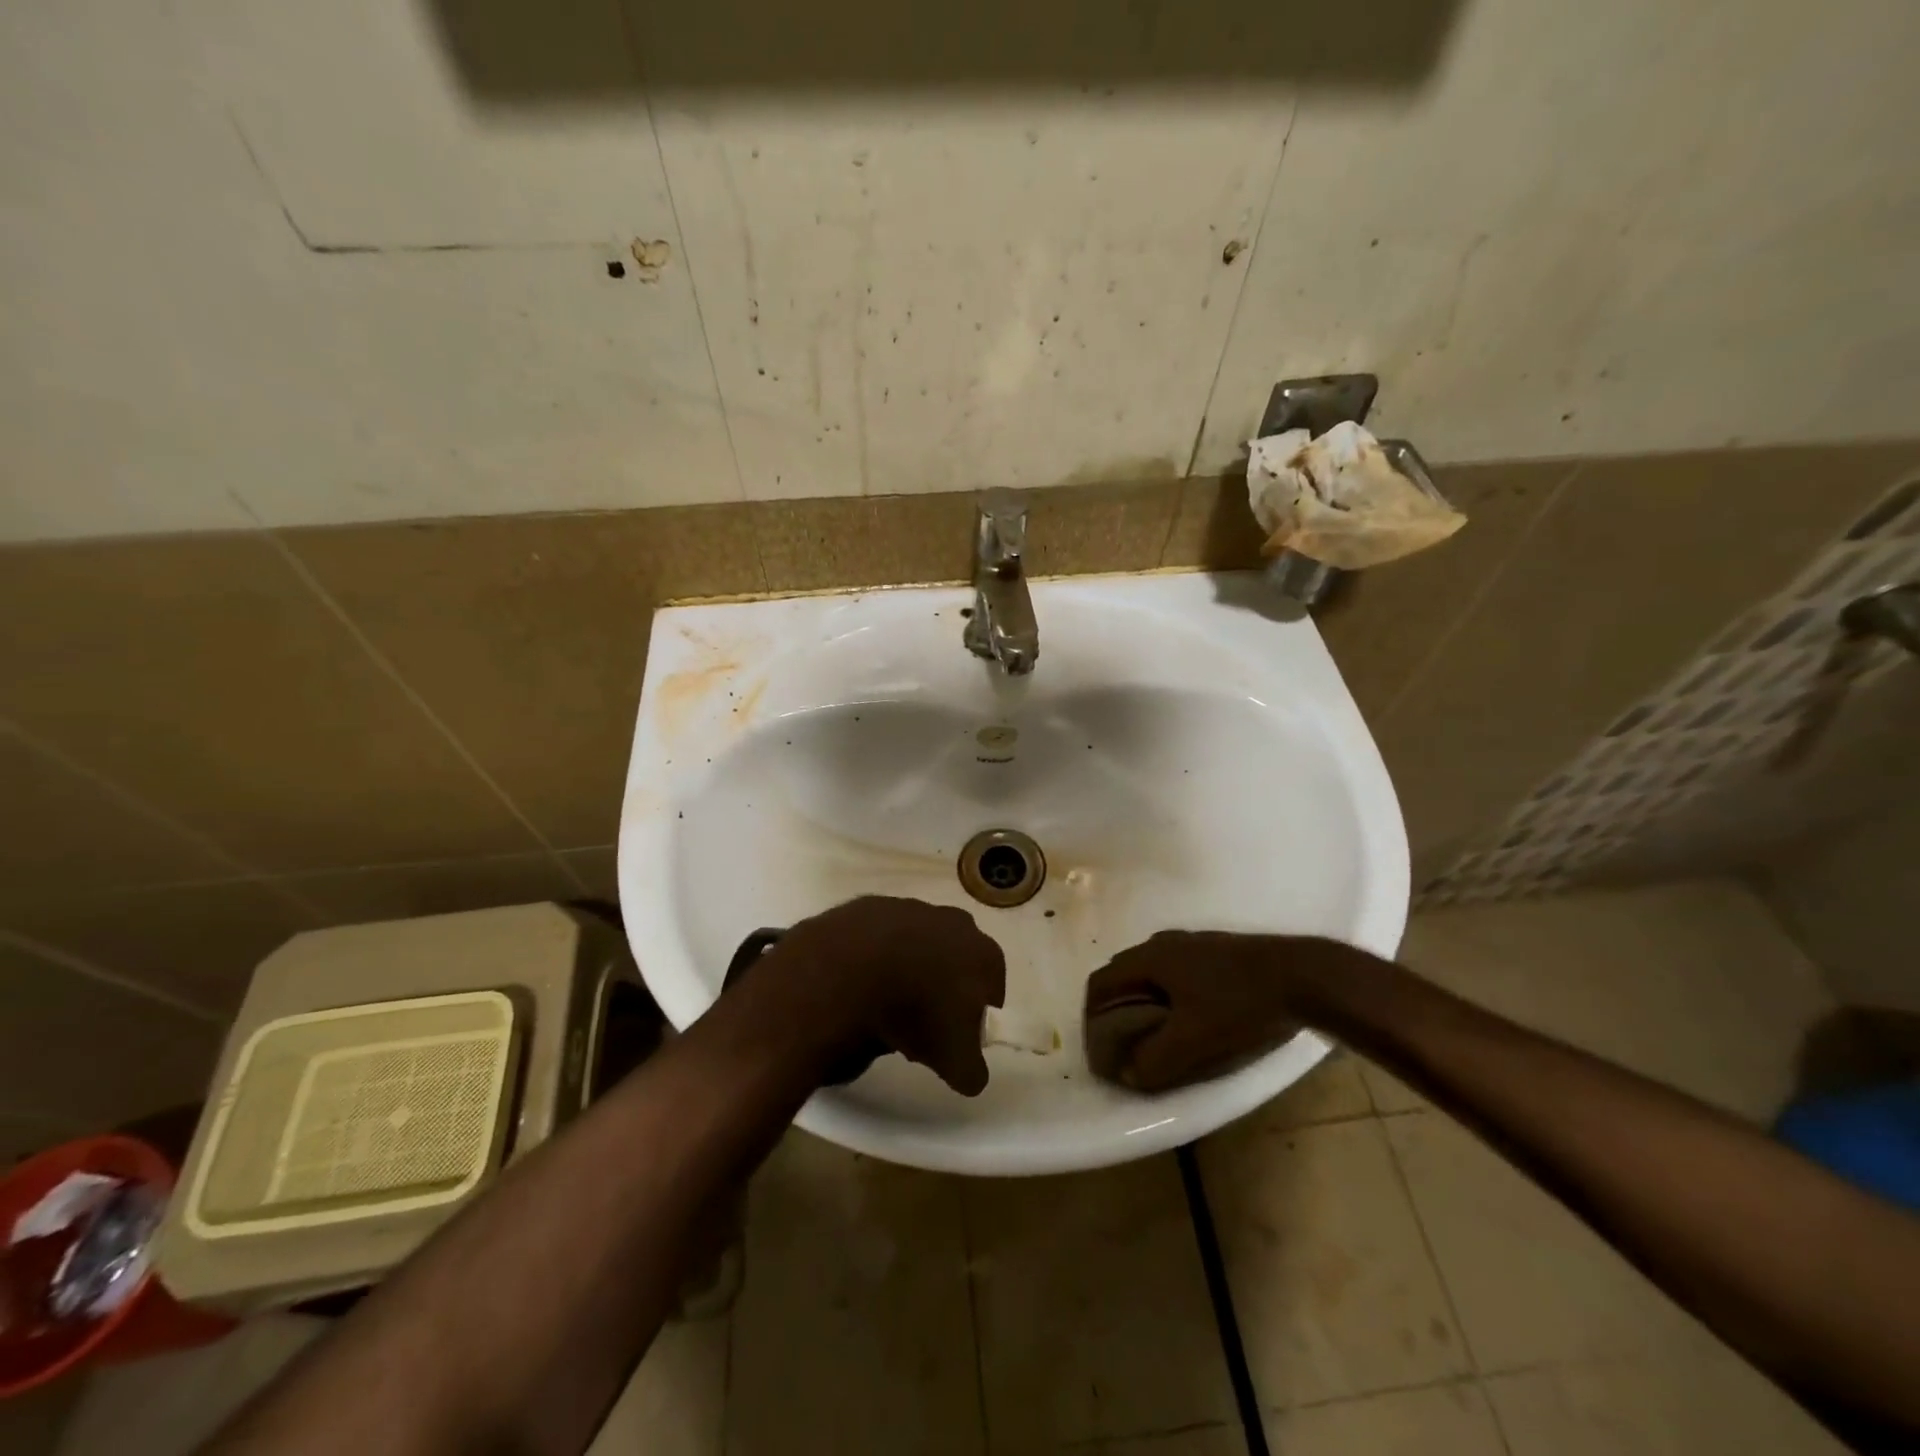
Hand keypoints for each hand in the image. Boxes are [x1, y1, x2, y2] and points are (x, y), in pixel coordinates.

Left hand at [755, 897, 1005, 1095]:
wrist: (850, 970)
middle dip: (941, 990)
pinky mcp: (873, 906)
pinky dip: (874, 958)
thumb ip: (972, 1071)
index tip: (952, 1037)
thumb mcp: (954, 1062)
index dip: (974, 1015)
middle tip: (918, 1025)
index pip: (991, 988)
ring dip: (907, 971)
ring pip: (917, 946)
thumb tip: (971, 1075)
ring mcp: (912, 908)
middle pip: (954, 962)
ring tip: (884, 1006)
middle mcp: (955, 923)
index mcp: (984, 954)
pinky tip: (860, 982)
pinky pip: (880, 938)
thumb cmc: (916, 1013)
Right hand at [1083, 931, 1377, 1092]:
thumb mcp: (1194, 1042)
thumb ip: (1154, 1061)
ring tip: (1156, 1034)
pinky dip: (1169, 995)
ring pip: (1152, 973)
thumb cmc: (1240, 1005)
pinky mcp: (1217, 950)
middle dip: (1116, 1009)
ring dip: (1144, 1001)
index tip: (1099, 1048)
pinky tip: (1192, 1017)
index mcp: (1150, 958)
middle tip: (1124, 1043)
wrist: (1304, 975)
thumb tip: (1126, 1073)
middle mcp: (1163, 943)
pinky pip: (1177, 972)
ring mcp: (1192, 943)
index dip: (1090, 1016)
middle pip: (1124, 974)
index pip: (1101, 983)